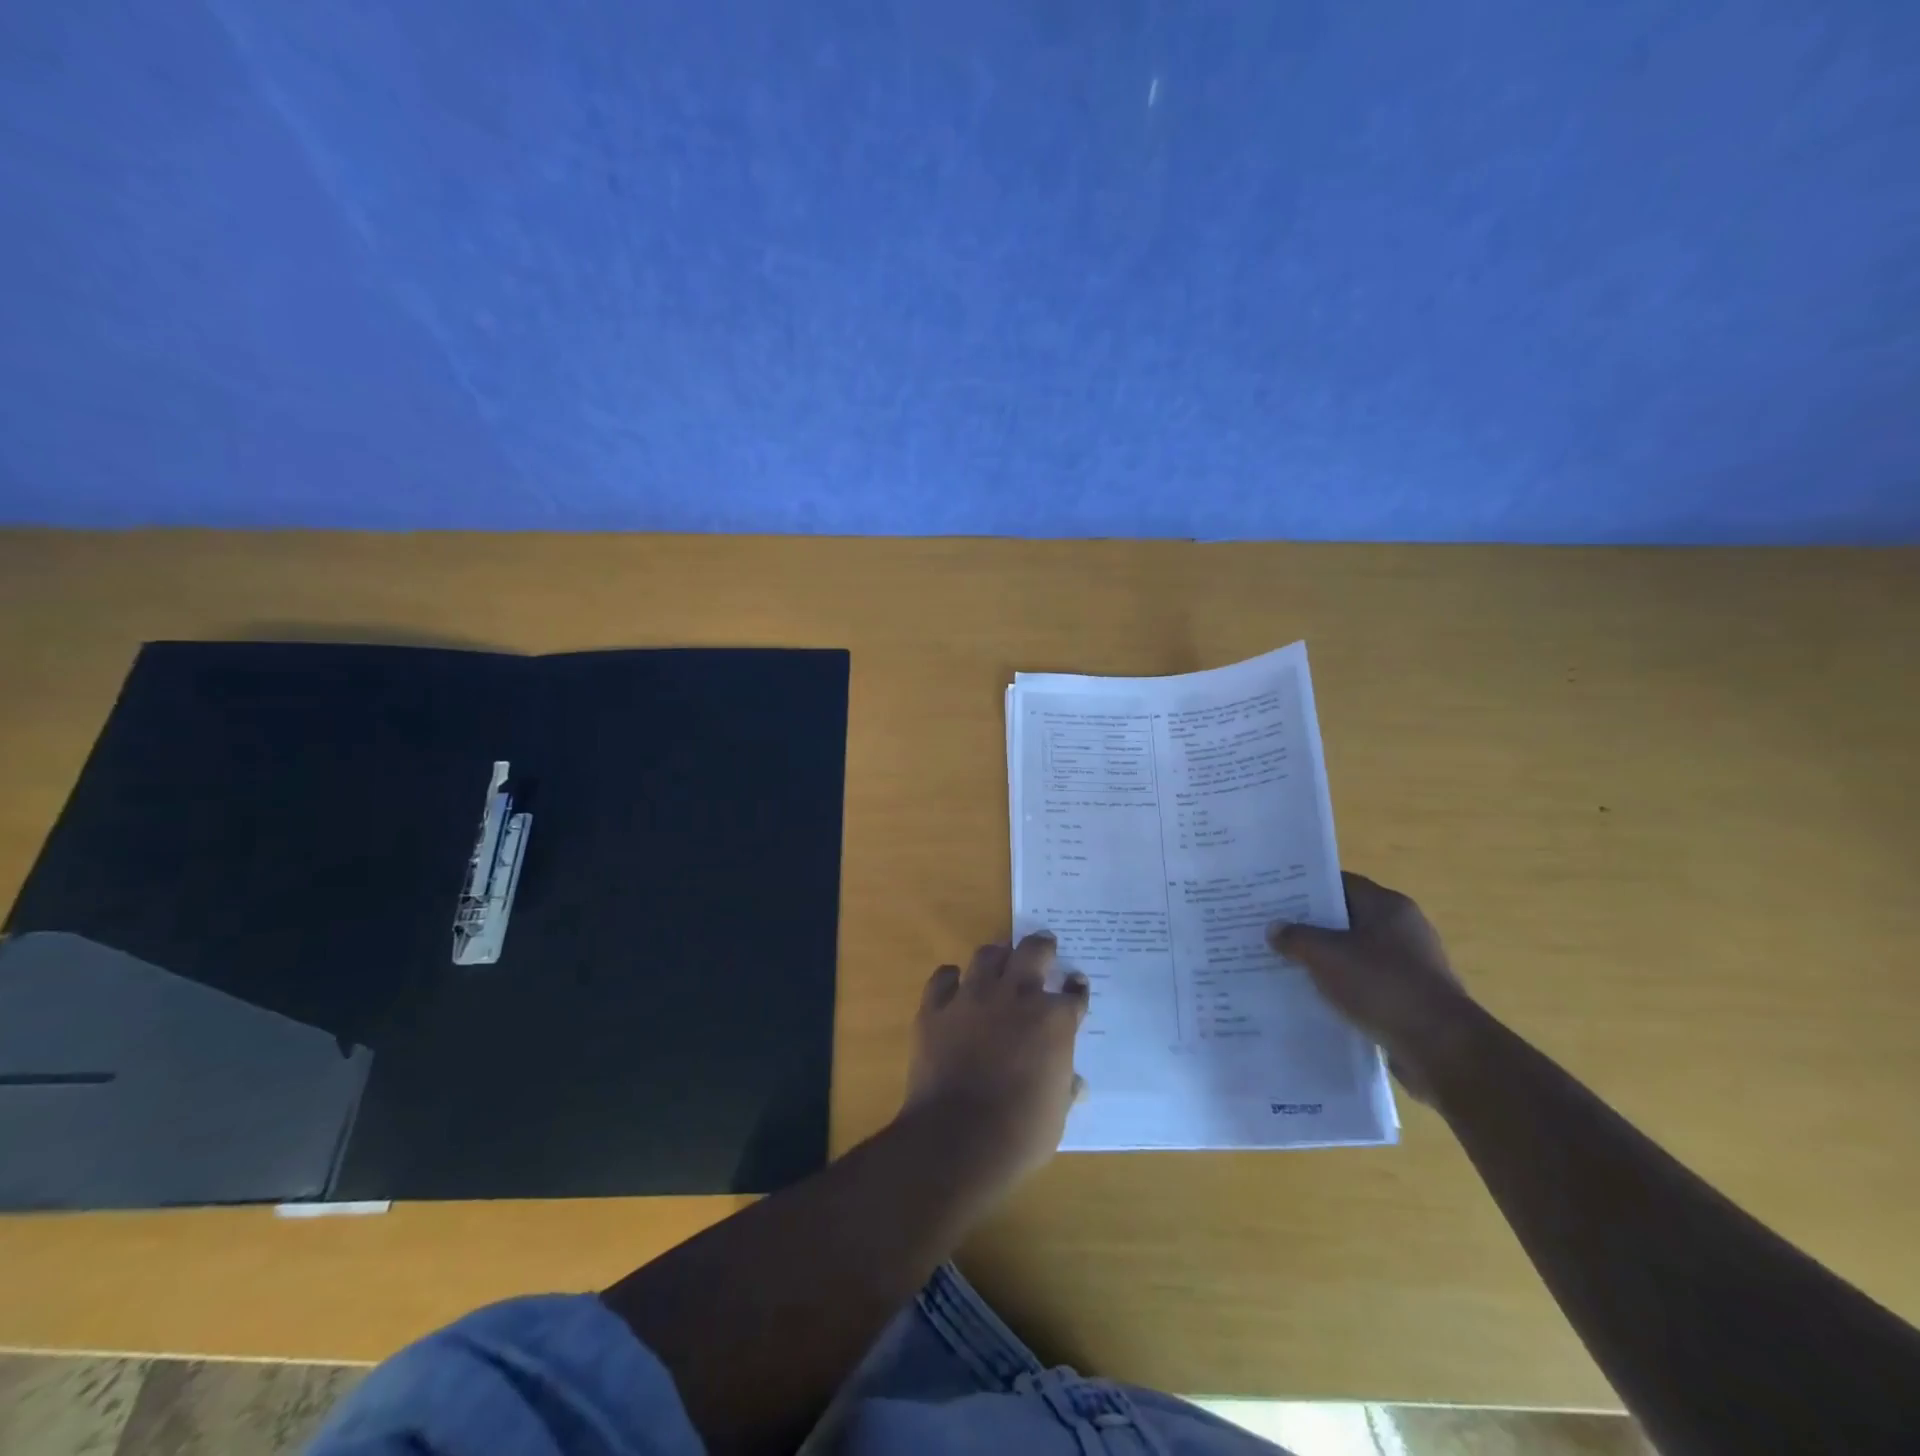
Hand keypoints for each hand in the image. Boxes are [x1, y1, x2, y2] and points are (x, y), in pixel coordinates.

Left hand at [903, 934, 1089, 1191]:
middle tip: (1044, 946)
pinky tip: (955, 986)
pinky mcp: (936, 1007)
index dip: (1076, 990)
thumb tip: (1075, 1083)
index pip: (1073, 994)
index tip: (1075, 986)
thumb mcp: (1056, 1115)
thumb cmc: (1019, 1133)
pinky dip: (951, 979)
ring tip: (1001, 961)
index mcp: (1053, 1021)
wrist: (957, 1140)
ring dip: (998, 956)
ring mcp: (973, 997)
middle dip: (1042, 946)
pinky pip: (944, 977)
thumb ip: (1065, 1089)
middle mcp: (1015, 996)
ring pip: (988, 955)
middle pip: (1033, 952)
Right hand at [1268, 873, 1476, 1103]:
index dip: (1307, 889)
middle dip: (1311, 927)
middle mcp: (1404, 929)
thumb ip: (1296, 938)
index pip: (1341, 884)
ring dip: (1326, 961)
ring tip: (1286, 966)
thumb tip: (1275, 929)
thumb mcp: (1326, 955)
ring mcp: (1411, 965)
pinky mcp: (1411, 998)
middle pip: (1347, 919)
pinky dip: (1343, 988)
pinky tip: (1316, 998)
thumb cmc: (1382, 985)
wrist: (1441, 1048)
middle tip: (1273, 931)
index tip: (1275, 898)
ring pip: (1355, 954)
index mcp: (1388, 906)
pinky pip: (1367, 984)